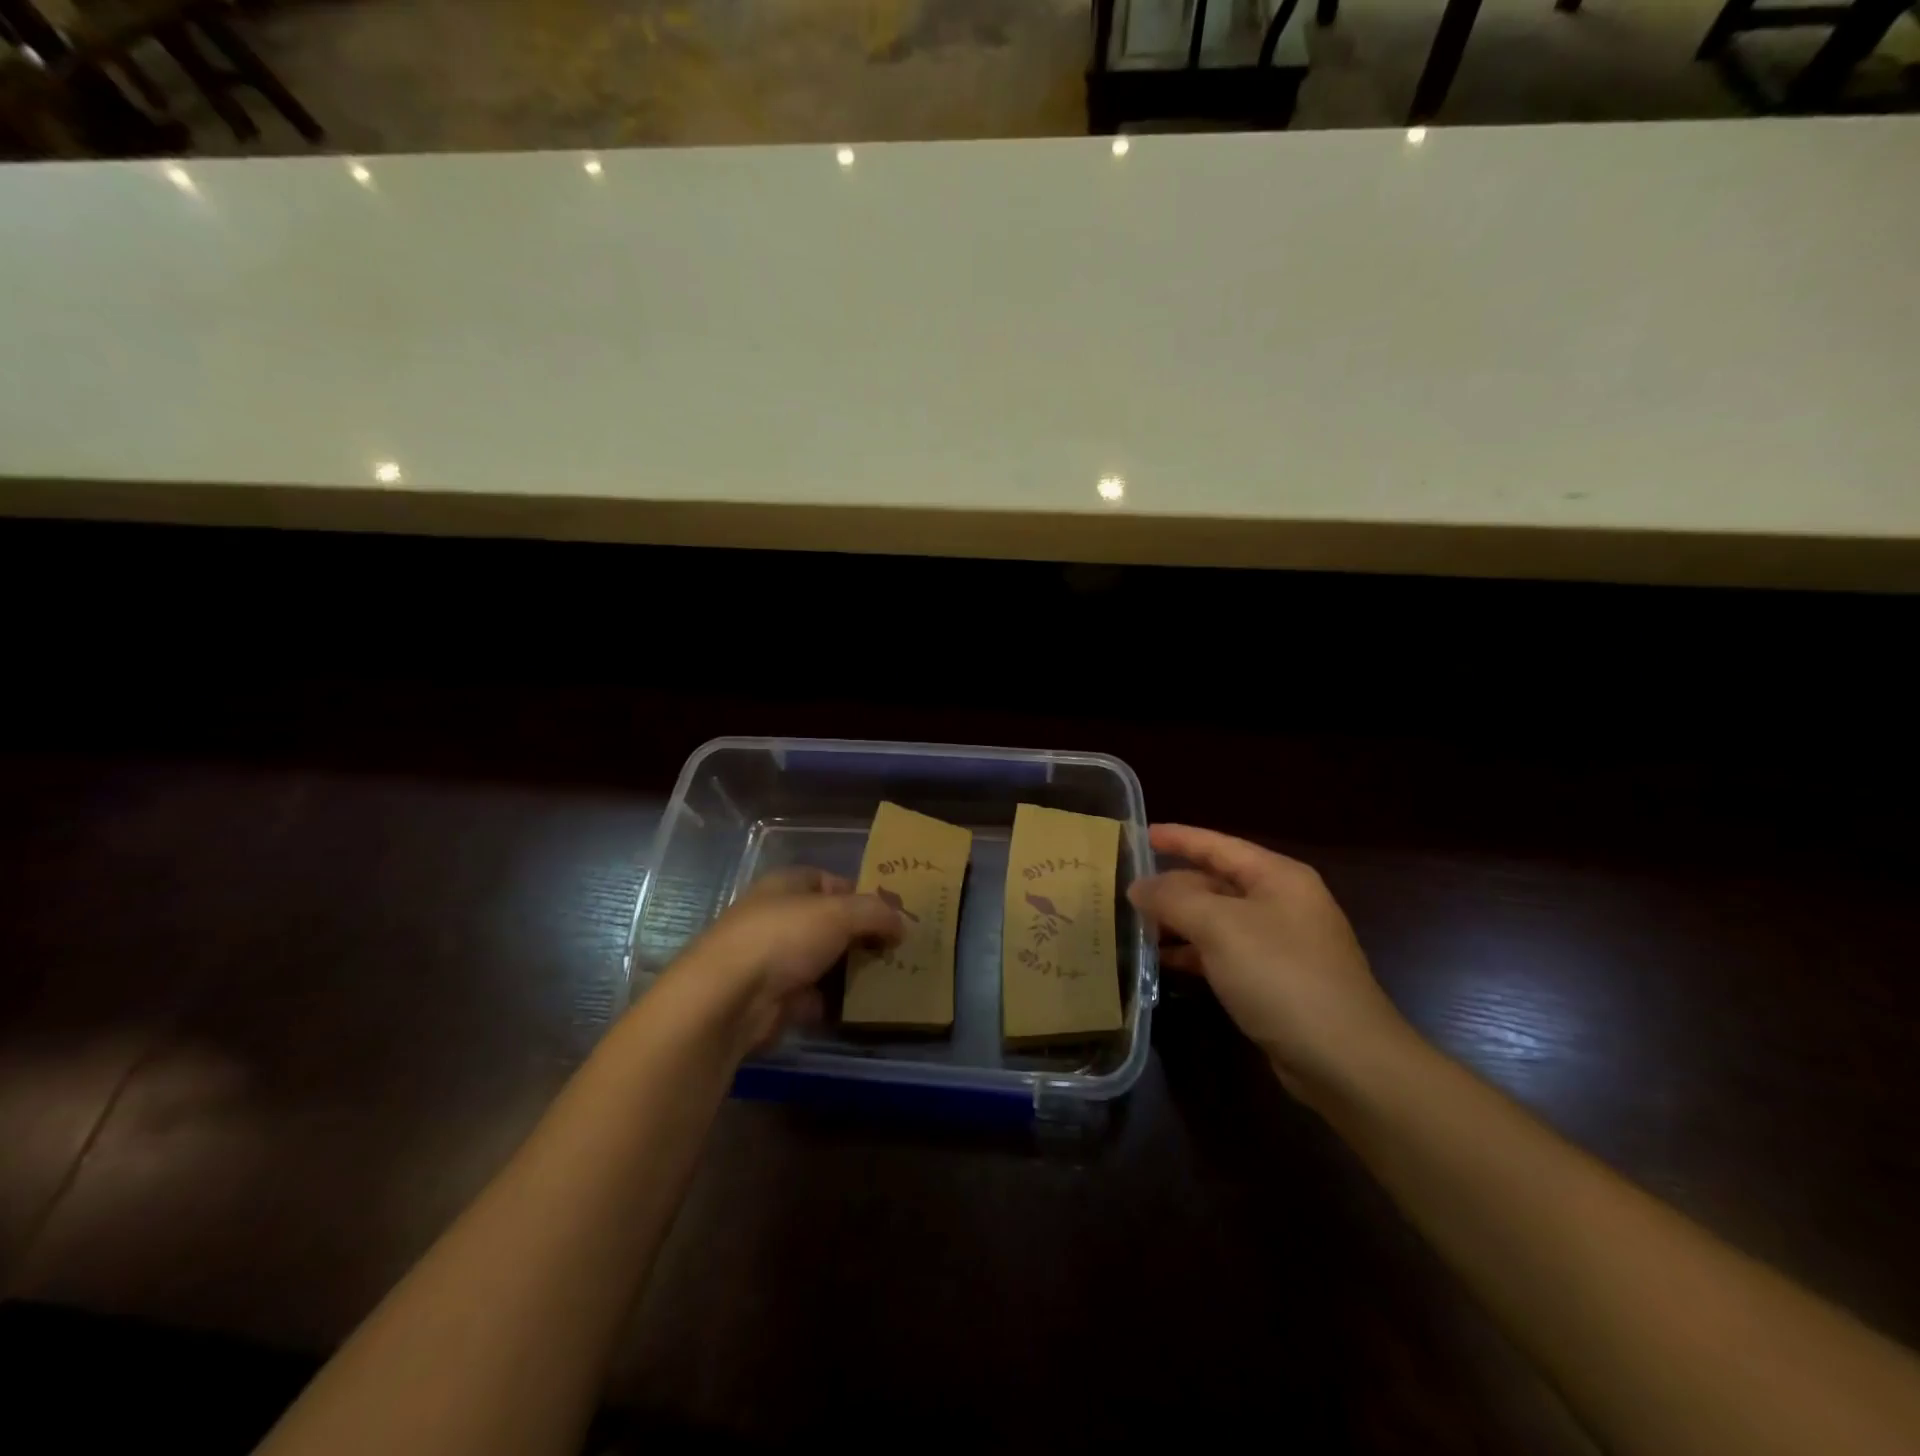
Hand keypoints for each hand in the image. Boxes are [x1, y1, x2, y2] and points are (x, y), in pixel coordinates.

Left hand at [678, 867, 901, 1058]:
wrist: (728, 1000)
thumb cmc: (783, 938)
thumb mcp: (839, 913)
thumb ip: (875, 913)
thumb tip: (902, 923)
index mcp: (787, 885)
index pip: (831, 881)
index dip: (862, 895)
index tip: (892, 915)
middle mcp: (777, 917)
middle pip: (829, 923)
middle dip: (860, 936)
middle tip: (896, 950)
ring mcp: (773, 960)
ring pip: (822, 961)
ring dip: (850, 972)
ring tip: (888, 978)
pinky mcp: (772, 999)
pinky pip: (813, 997)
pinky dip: (833, 1003)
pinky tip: (861, 1008)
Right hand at [1128, 825, 1412, 1103]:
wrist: (1346, 1060)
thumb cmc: (1282, 976)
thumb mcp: (1220, 927)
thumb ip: (1173, 900)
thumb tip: (1138, 887)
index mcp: (1277, 877)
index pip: (1217, 845)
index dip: (1178, 838)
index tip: (1139, 835)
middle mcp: (1281, 903)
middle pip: (1216, 882)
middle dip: (1172, 885)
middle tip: (1125, 889)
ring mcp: (1280, 944)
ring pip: (1217, 920)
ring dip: (1178, 921)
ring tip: (1133, 924)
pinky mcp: (1275, 981)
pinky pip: (1224, 953)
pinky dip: (1193, 953)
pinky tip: (1162, 961)